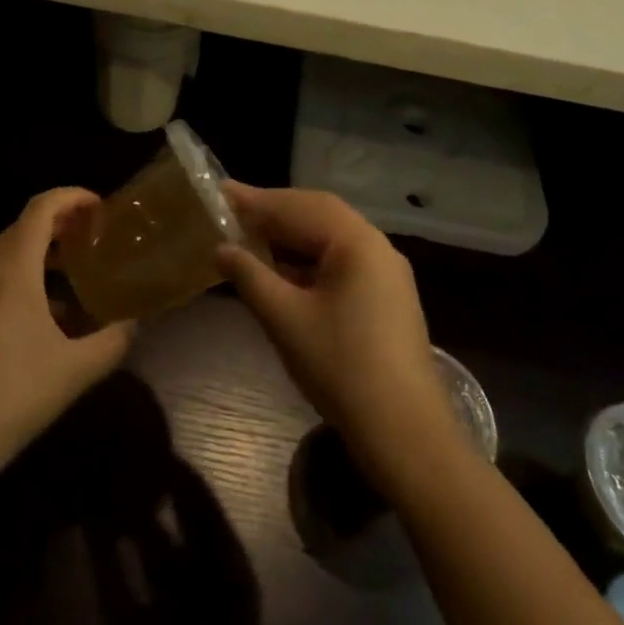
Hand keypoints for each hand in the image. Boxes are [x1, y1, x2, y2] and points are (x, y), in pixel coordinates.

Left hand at [0, 188, 135, 475]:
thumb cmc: (15, 395)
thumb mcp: (77, 370)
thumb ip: (113, 340)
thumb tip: (132, 323)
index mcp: (13, 269)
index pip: (41, 208)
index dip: (72, 197)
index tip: (101, 208)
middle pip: (23, 226)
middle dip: (60, 222)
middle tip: (94, 236)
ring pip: (7, 253)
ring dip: (41, 250)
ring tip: (75, 269)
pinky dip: (23, 276)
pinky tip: (46, 314)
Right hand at [217, 184, 454, 484]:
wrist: (404, 432)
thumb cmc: (341, 368)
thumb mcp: (284, 319)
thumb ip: (250, 276)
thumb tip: (222, 248)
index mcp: (357, 242)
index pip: (298, 206)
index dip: (255, 200)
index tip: (219, 192)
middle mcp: (376, 246)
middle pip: (318, 214)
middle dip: (274, 212)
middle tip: (232, 212)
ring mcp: (386, 272)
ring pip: (330, 237)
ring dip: (290, 235)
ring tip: (250, 238)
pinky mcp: (386, 296)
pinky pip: (341, 261)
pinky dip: (307, 258)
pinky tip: (282, 270)